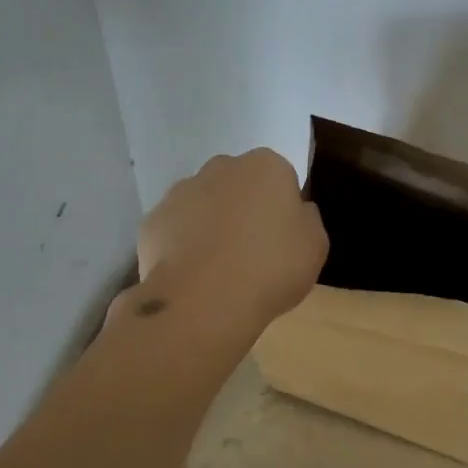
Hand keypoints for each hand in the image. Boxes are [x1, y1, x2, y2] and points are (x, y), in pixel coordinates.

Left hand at [135, 149, 328, 330]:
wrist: (203, 301)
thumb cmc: (272, 268)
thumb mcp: (315, 245)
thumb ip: (307, 219)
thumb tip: (295, 211)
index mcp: (266, 166)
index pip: (280, 178)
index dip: (282, 208)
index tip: (283, 238)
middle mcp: (221, 167)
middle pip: (238, 184)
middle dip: (244, 208)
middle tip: (253, 250)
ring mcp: (180, 192)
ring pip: (203, 203)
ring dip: (211, 224)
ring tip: (220, 268)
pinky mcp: (152, 221)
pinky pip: (175, 229)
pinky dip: (182, 245)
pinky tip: (193, 275)